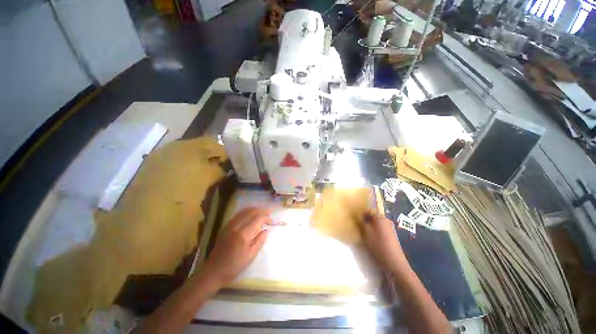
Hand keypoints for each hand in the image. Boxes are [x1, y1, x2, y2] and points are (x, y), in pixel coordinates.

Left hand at [202, 208, 270, 285]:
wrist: (214, 271)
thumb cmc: (234, 266)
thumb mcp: (251, 256)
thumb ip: (260, 241)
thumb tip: (266, 230)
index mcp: (244, 234)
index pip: (258, 219)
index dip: (266, 217)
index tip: (272, 219)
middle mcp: (236, 227)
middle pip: (251, 212)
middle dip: (261, 211)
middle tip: (269, 212)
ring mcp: (230, 225)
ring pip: (244, 211)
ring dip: (254, 209)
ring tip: (262, 211)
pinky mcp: (225, 227)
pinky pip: (237, 215)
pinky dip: (246, 211)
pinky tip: (250, 213)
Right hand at [361, 211, 408, 272]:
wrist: (394, 262)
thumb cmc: (378, 245)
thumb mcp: (366, 232)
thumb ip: (362, 222)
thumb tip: (360, 216)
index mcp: (380, 217)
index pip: (369, 210)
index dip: (362, 214)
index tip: (356, 220)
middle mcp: (386, 220)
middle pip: (373, 217)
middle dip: (366, 221)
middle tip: (359, 227)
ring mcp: (390, 228)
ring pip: (376, 224)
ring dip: (370, 227)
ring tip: (365, 234)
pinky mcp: (391, 236)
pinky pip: (380, 230)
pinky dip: (375, 232)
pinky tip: (372, 239)